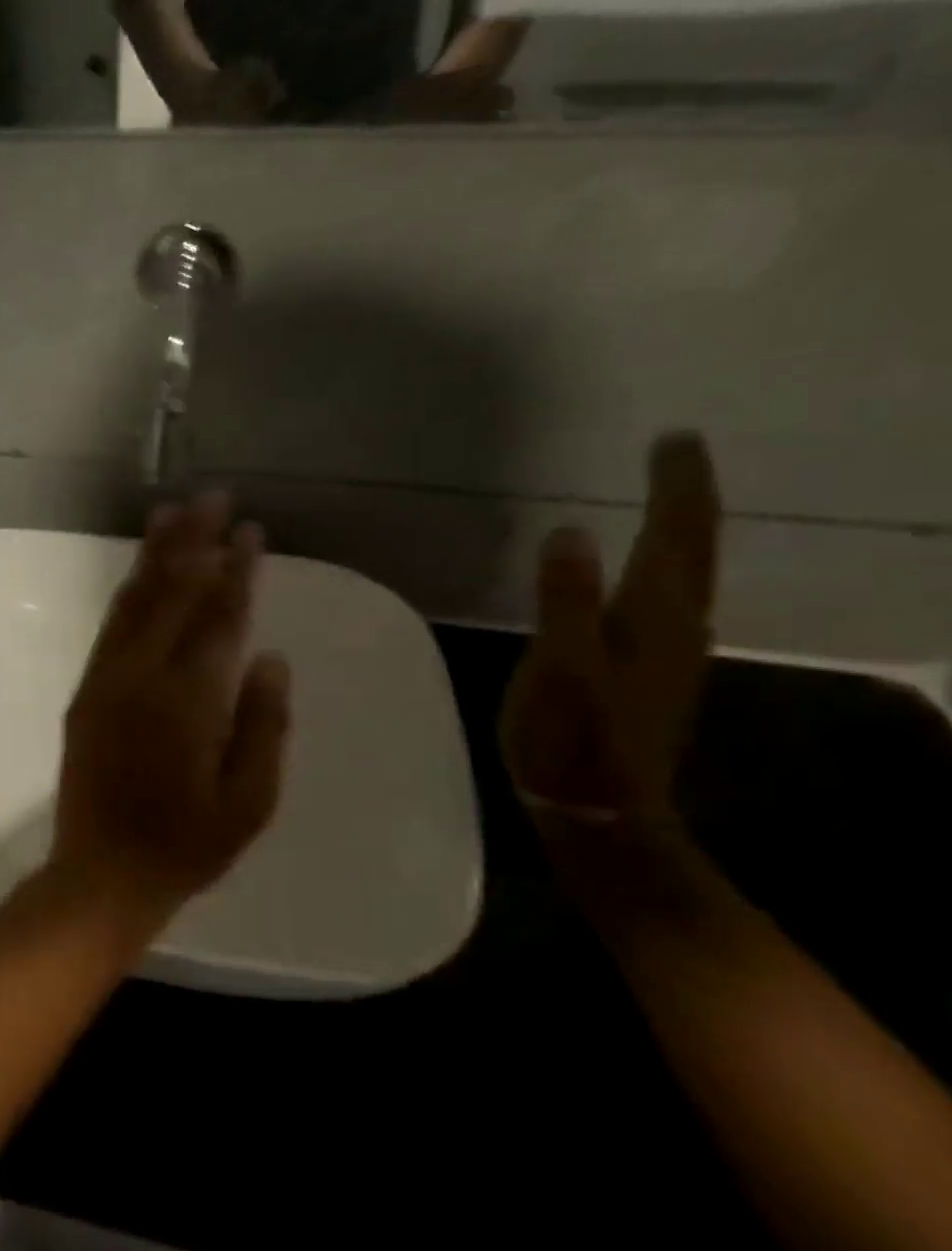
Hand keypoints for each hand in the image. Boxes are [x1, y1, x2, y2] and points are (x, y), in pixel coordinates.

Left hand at [49, 494, 292, 921]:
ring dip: (156, 554)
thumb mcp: (249, 801)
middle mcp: (142, 675)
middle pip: (173, 593)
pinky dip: (129, 589)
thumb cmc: (187, 844)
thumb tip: (270, 655)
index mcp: (189, 700)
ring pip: (136, 600)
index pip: (218, 618)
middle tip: (214, 497)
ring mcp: (108, 678)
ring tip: (173, 512)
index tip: (250, 531)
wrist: (102, 871)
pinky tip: (141, 570)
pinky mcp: (87, 688)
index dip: (236, 571)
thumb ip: (263, 723)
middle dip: (195, 541)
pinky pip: (112, 625)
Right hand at [501, 432, 721, 823]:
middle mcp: (676, 627)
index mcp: (653, 617)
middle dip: (686, 499)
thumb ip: (564, 601)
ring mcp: (670, 653)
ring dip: (682, 531)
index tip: (673, 438)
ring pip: (687, 575)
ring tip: (666, 501)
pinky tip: (648, 572)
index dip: (676, 486)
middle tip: (675, 455)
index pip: (675, 536)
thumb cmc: (572, 739)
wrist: (598, 812)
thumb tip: (570, 531)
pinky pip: (669, 600)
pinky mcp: (653, 673)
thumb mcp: (559, 669)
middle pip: (692, 550)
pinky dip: (665, 568)